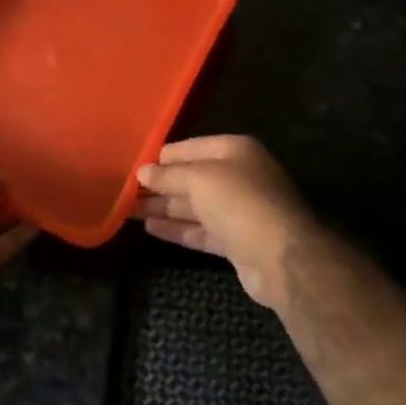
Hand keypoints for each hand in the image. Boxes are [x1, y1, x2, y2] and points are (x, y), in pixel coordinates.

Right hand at [132, 136, 324, 311]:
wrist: (280, 256)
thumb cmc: (240, 202)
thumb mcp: (200, 179)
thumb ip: (169, 175)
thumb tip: (143, 172)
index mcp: (235, 151)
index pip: (193, 148)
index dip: (164, 157)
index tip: (134, 165)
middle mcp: (239, 176)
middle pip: (193, 178)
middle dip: (161, 184)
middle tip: (125, 191)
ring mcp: (239, 211)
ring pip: (195, 206)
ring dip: (164, 208)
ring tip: (129, 210)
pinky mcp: (236, 241)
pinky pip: (200, 230)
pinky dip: (177, 229)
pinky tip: (150, 228)